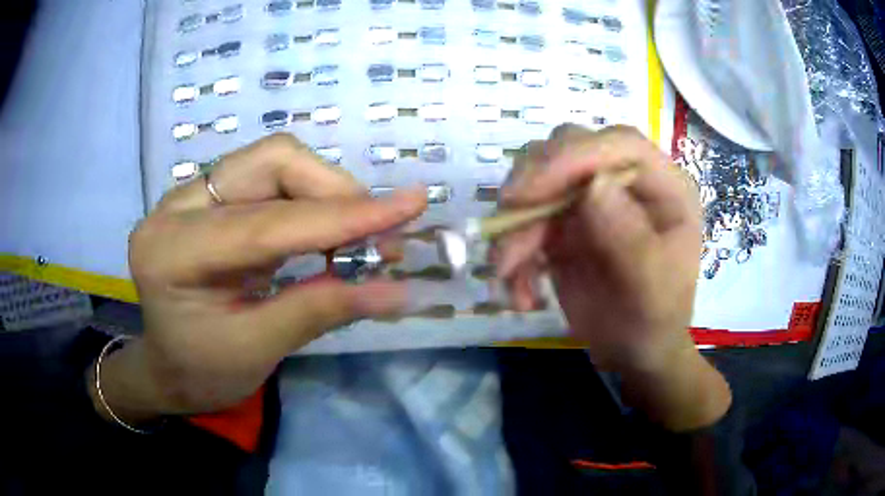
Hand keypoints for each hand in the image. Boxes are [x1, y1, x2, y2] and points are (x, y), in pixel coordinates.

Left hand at [89, 134, 425, 422]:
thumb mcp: (257, 351)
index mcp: (172, 252)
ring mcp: (191, 195)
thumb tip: (399, 292)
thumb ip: (321, 310)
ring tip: (356, 237)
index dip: (343, 216)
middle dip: (334, 192)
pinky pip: (270, 179)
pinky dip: (311, 200)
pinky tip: (327, 232)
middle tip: (377, 237)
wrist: (167, 367)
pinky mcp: (210, 198)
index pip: (266, 222)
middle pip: (272, 162)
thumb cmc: (201, 372)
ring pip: (275, 162)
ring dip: (327, 193)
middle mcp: (176, 206)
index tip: (411, 205)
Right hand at [499, 125, 730, 429]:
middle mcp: (625, 182)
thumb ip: (631, 238)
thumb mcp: (652, 289)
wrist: (634, 352)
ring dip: (514, 227)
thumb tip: (593, 185)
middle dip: (533, 183)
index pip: (619, 144)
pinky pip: (524, 220)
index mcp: (663, 186)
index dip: (574, 155)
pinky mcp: (563, 223)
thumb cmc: (655, 321)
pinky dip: (513, 253)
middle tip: (507, 221)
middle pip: (569, 148)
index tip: (531, 191)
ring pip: (537, 182)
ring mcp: (592, 199)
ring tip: (508, 275)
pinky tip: (521, 294)